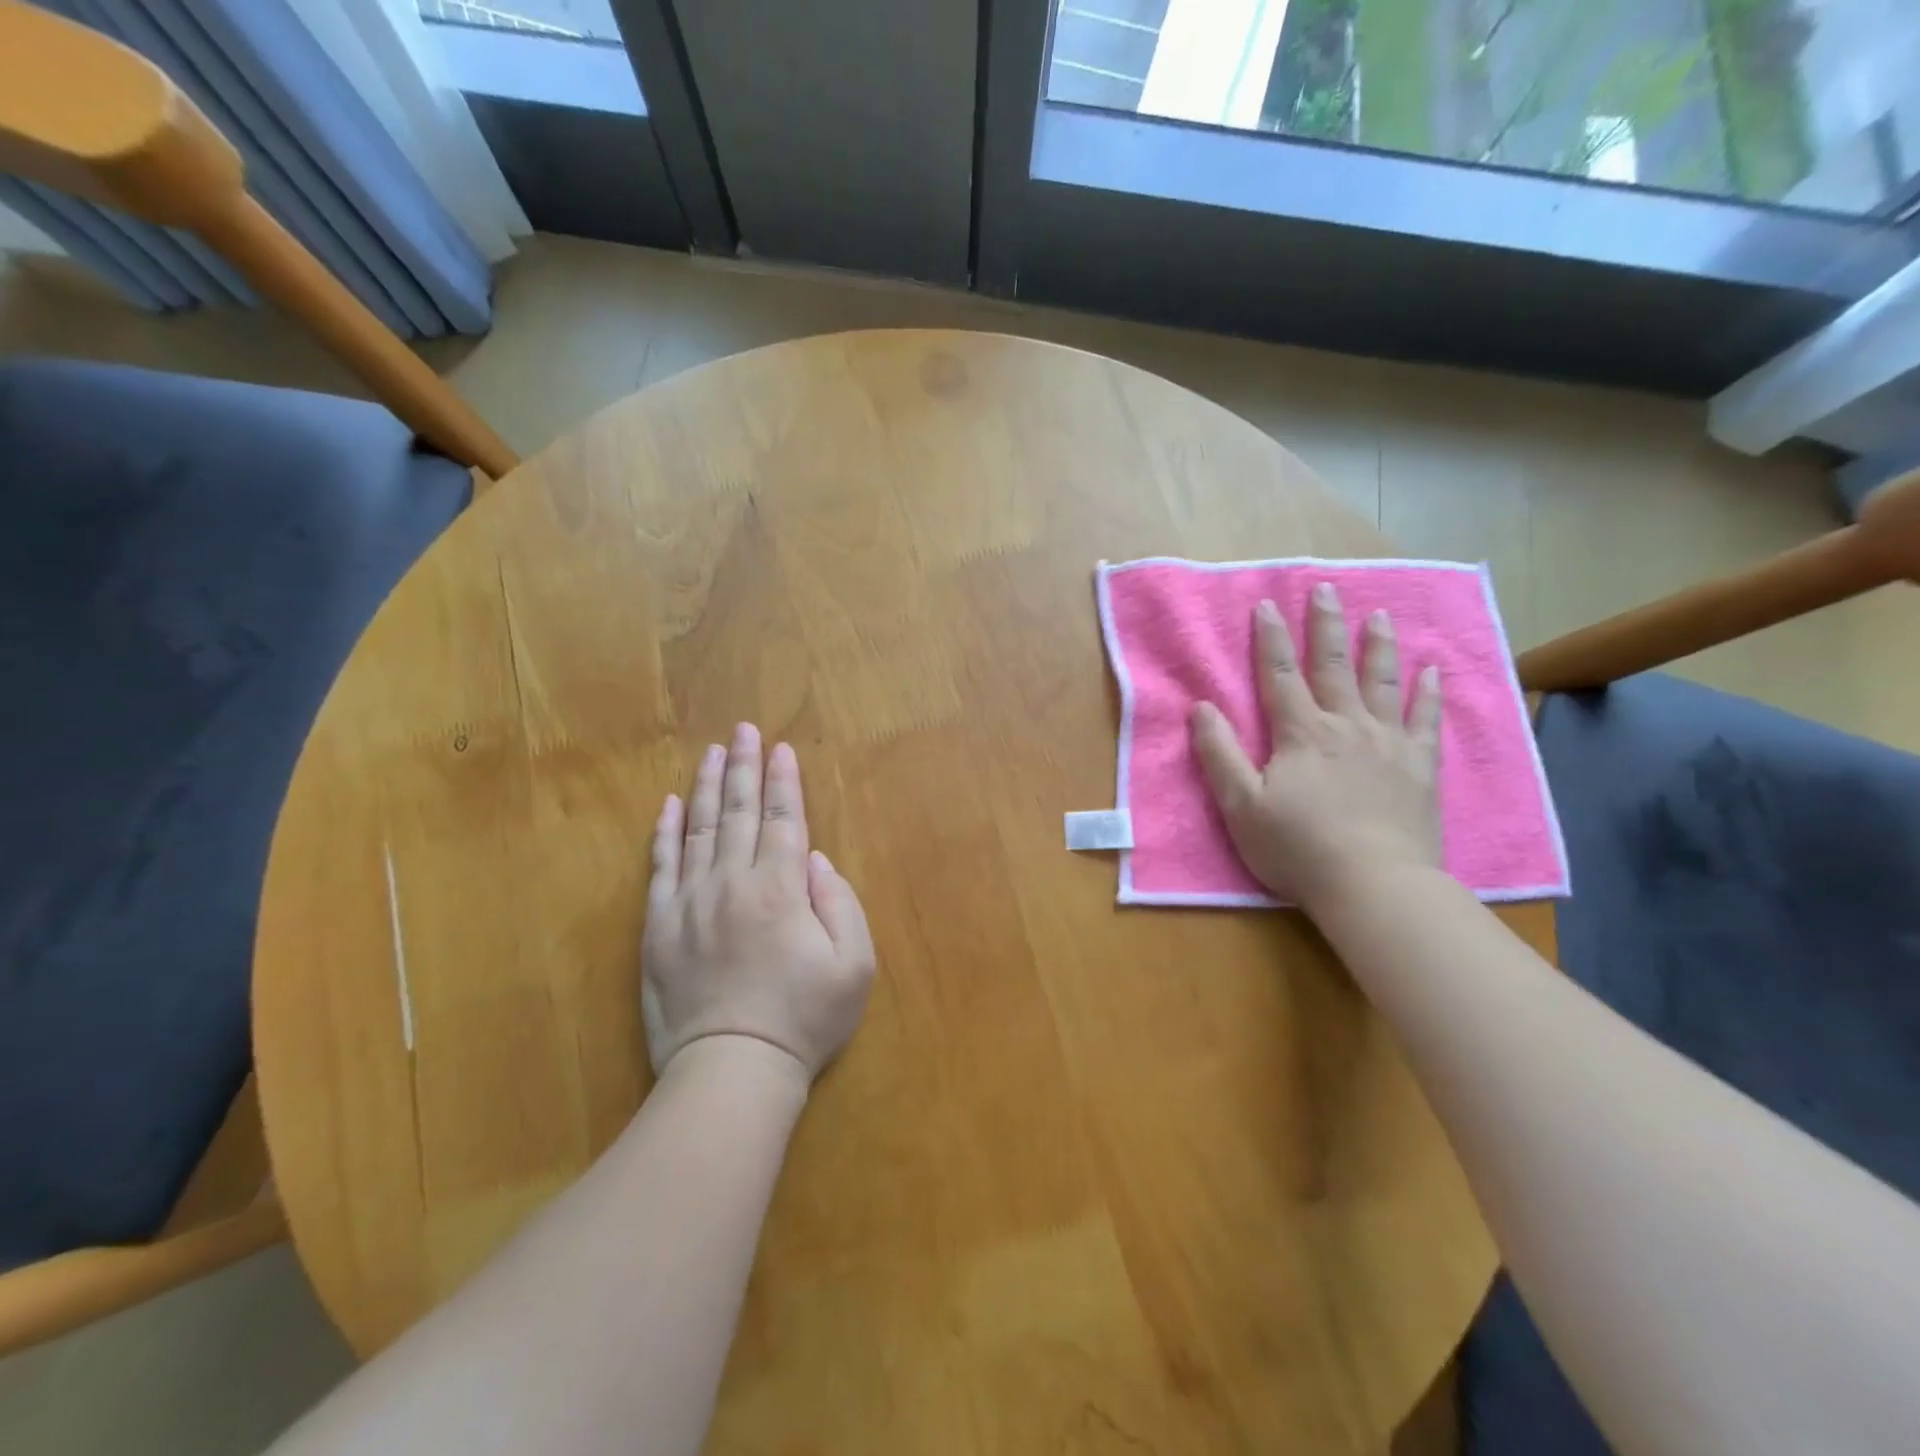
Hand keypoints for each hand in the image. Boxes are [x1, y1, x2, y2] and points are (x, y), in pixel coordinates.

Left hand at [642, 723, 876, 1084]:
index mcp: (780, 890)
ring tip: (712, 752)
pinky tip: (669, 806)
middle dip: (744, 768)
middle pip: (738, 813)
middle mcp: (732, 884)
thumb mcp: (852, 967)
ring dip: (707, 787)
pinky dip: (665, 833)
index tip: (782, 749)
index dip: (784, 782)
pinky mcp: (659, 927)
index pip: (782, 820)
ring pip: (699, 830)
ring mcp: (690, 903)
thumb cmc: (803, 1020)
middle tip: (744, 730)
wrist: (731, 1070)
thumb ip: (841, 905)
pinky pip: (661, 868)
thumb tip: (816, 862)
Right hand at [1190, 583, 1443, 915]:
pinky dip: (1428, 692)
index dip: (1270, 638)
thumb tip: (1201, 707)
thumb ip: (1220, 753)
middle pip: (1333, 665)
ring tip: (1378, 614)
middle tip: (1326, 588)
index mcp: (1300, 733)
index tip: (1266, 603)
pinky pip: (1426, 719)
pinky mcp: (1420, 766)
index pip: (1280, 674)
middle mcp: (1346, 725)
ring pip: (1382, 682)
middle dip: (1325, 625)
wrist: (1374, 885)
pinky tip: (1432, 669)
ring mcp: (1388, 743)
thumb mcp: (1241, 805)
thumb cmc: (1298, 848)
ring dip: (1377, 645)